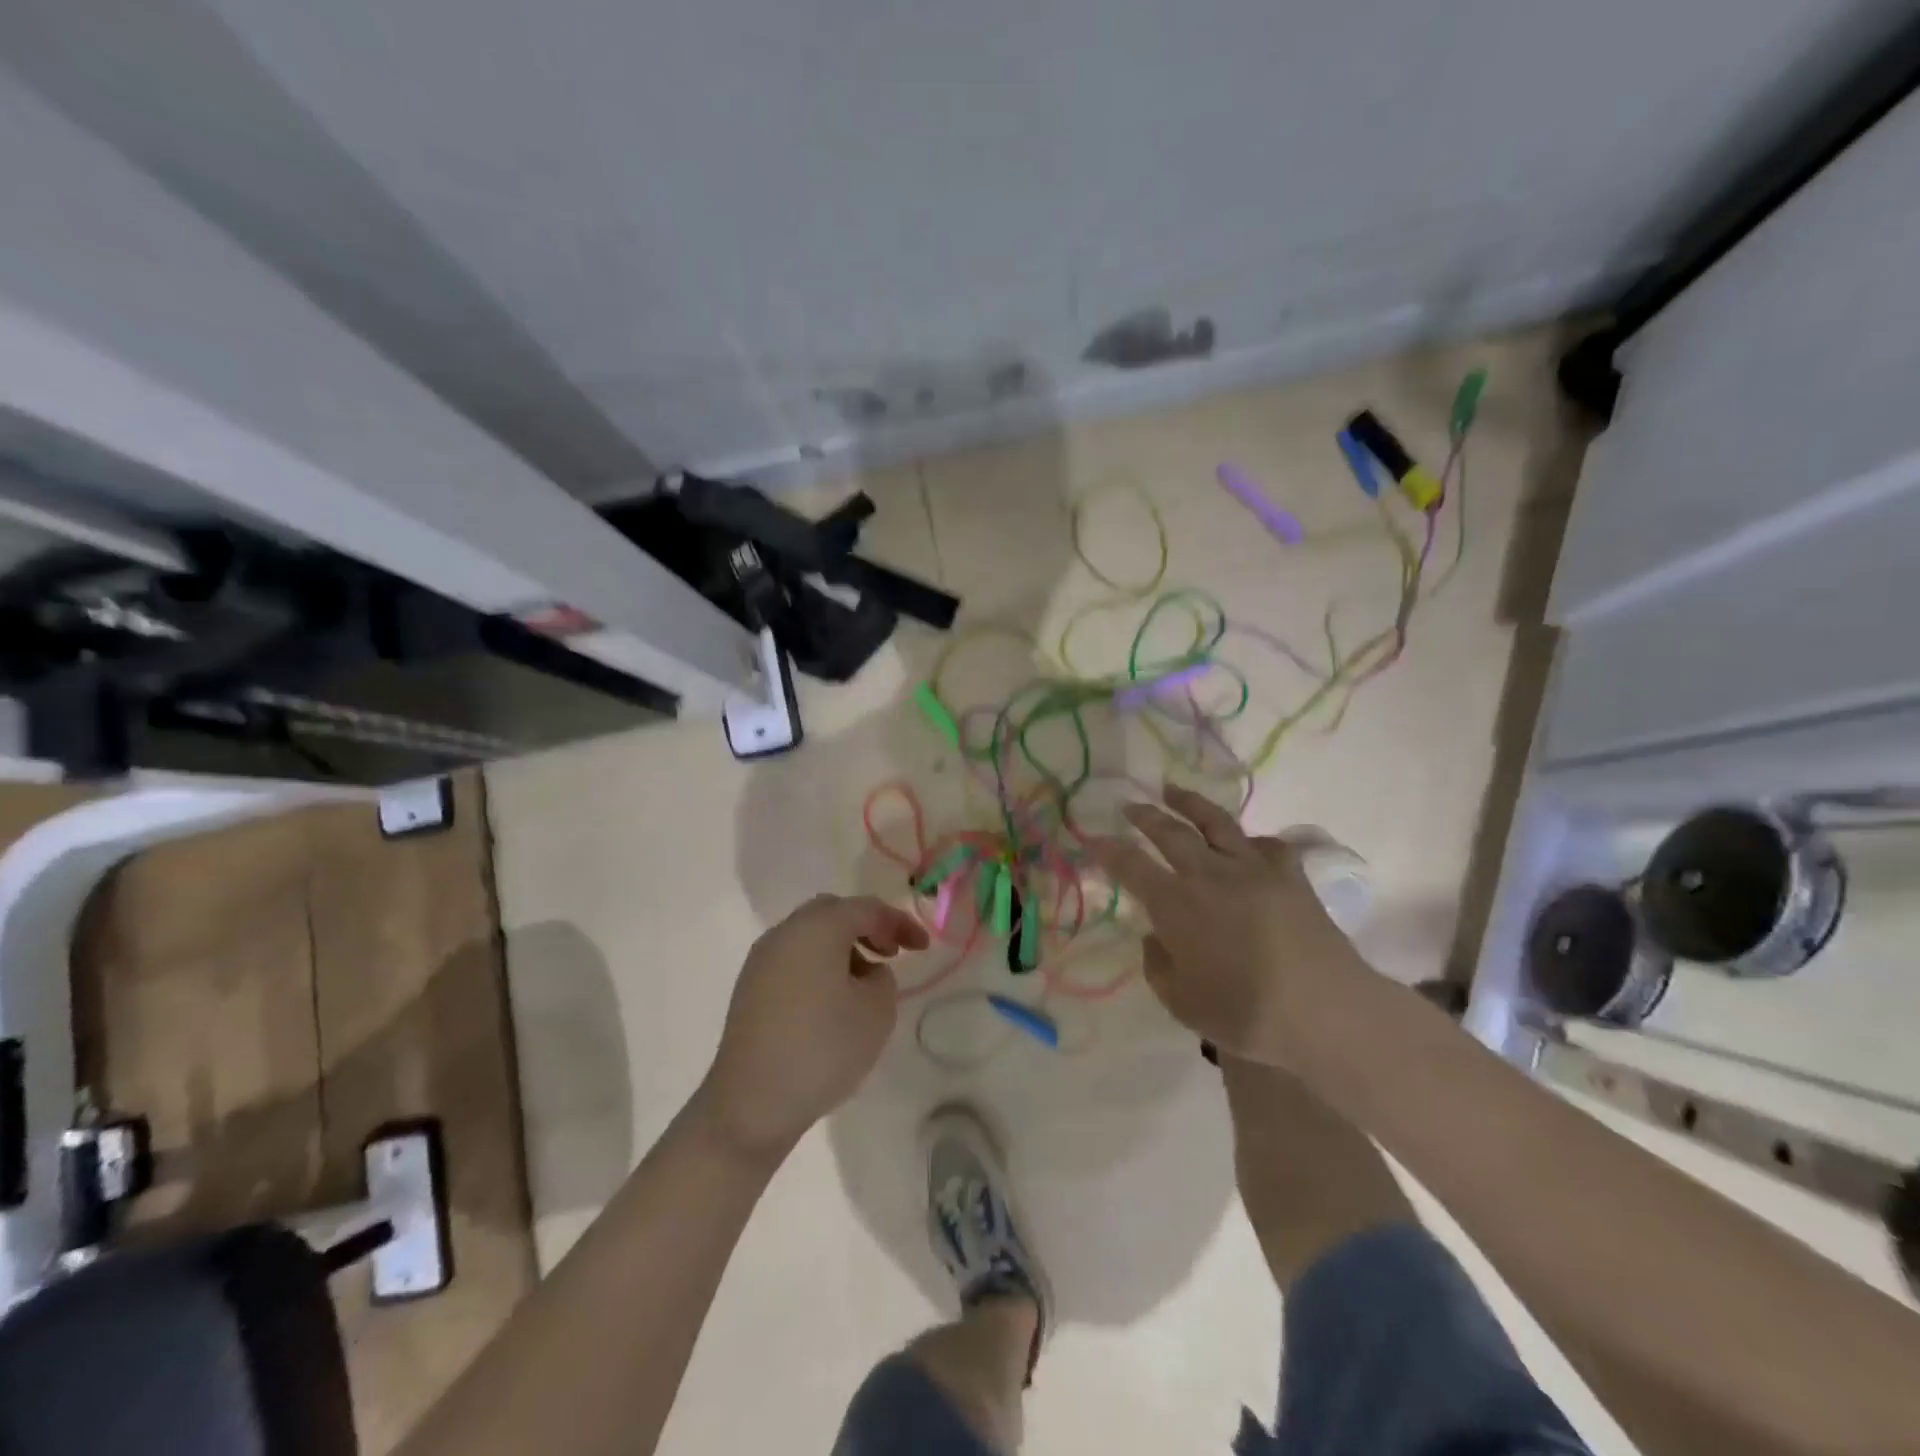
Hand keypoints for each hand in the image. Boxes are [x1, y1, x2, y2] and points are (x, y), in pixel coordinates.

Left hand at [695, 894, 928, 1162]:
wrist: (751, 1103)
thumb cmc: (823, 1048)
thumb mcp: (876, 1011)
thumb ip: (882, 977)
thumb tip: (865, 972)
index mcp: (817, 928)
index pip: (866, 909)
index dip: (900, 923)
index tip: (923, 947)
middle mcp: (786, 933)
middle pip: (833, 912)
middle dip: (867, 927)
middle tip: (891, 954)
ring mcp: (762, 959)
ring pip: (810, 935)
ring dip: (842, 947)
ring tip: (864, 982)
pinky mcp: (750, 987)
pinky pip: (793, 959)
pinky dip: (819, 965)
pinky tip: (832, 1000)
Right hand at [1091, 785, 1364, 1064]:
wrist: (1326, 1011)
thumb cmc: (1245, 1013)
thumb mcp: (1182, 1003)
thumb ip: (1159, 966)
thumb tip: (1156, 939)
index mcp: (1175, 904)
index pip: (1130, 866)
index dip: (1108, 850)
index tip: (1093, 839)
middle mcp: (1209, 875)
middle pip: (1170, 832)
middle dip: (1145, 815)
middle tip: (1129, 804)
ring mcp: (1252, 869)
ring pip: (1215, 823)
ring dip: (1189, 803)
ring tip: (1172, 790)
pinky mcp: (1289, 875)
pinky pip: (1267, 846)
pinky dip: (1251, 841)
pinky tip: (1247, 844)